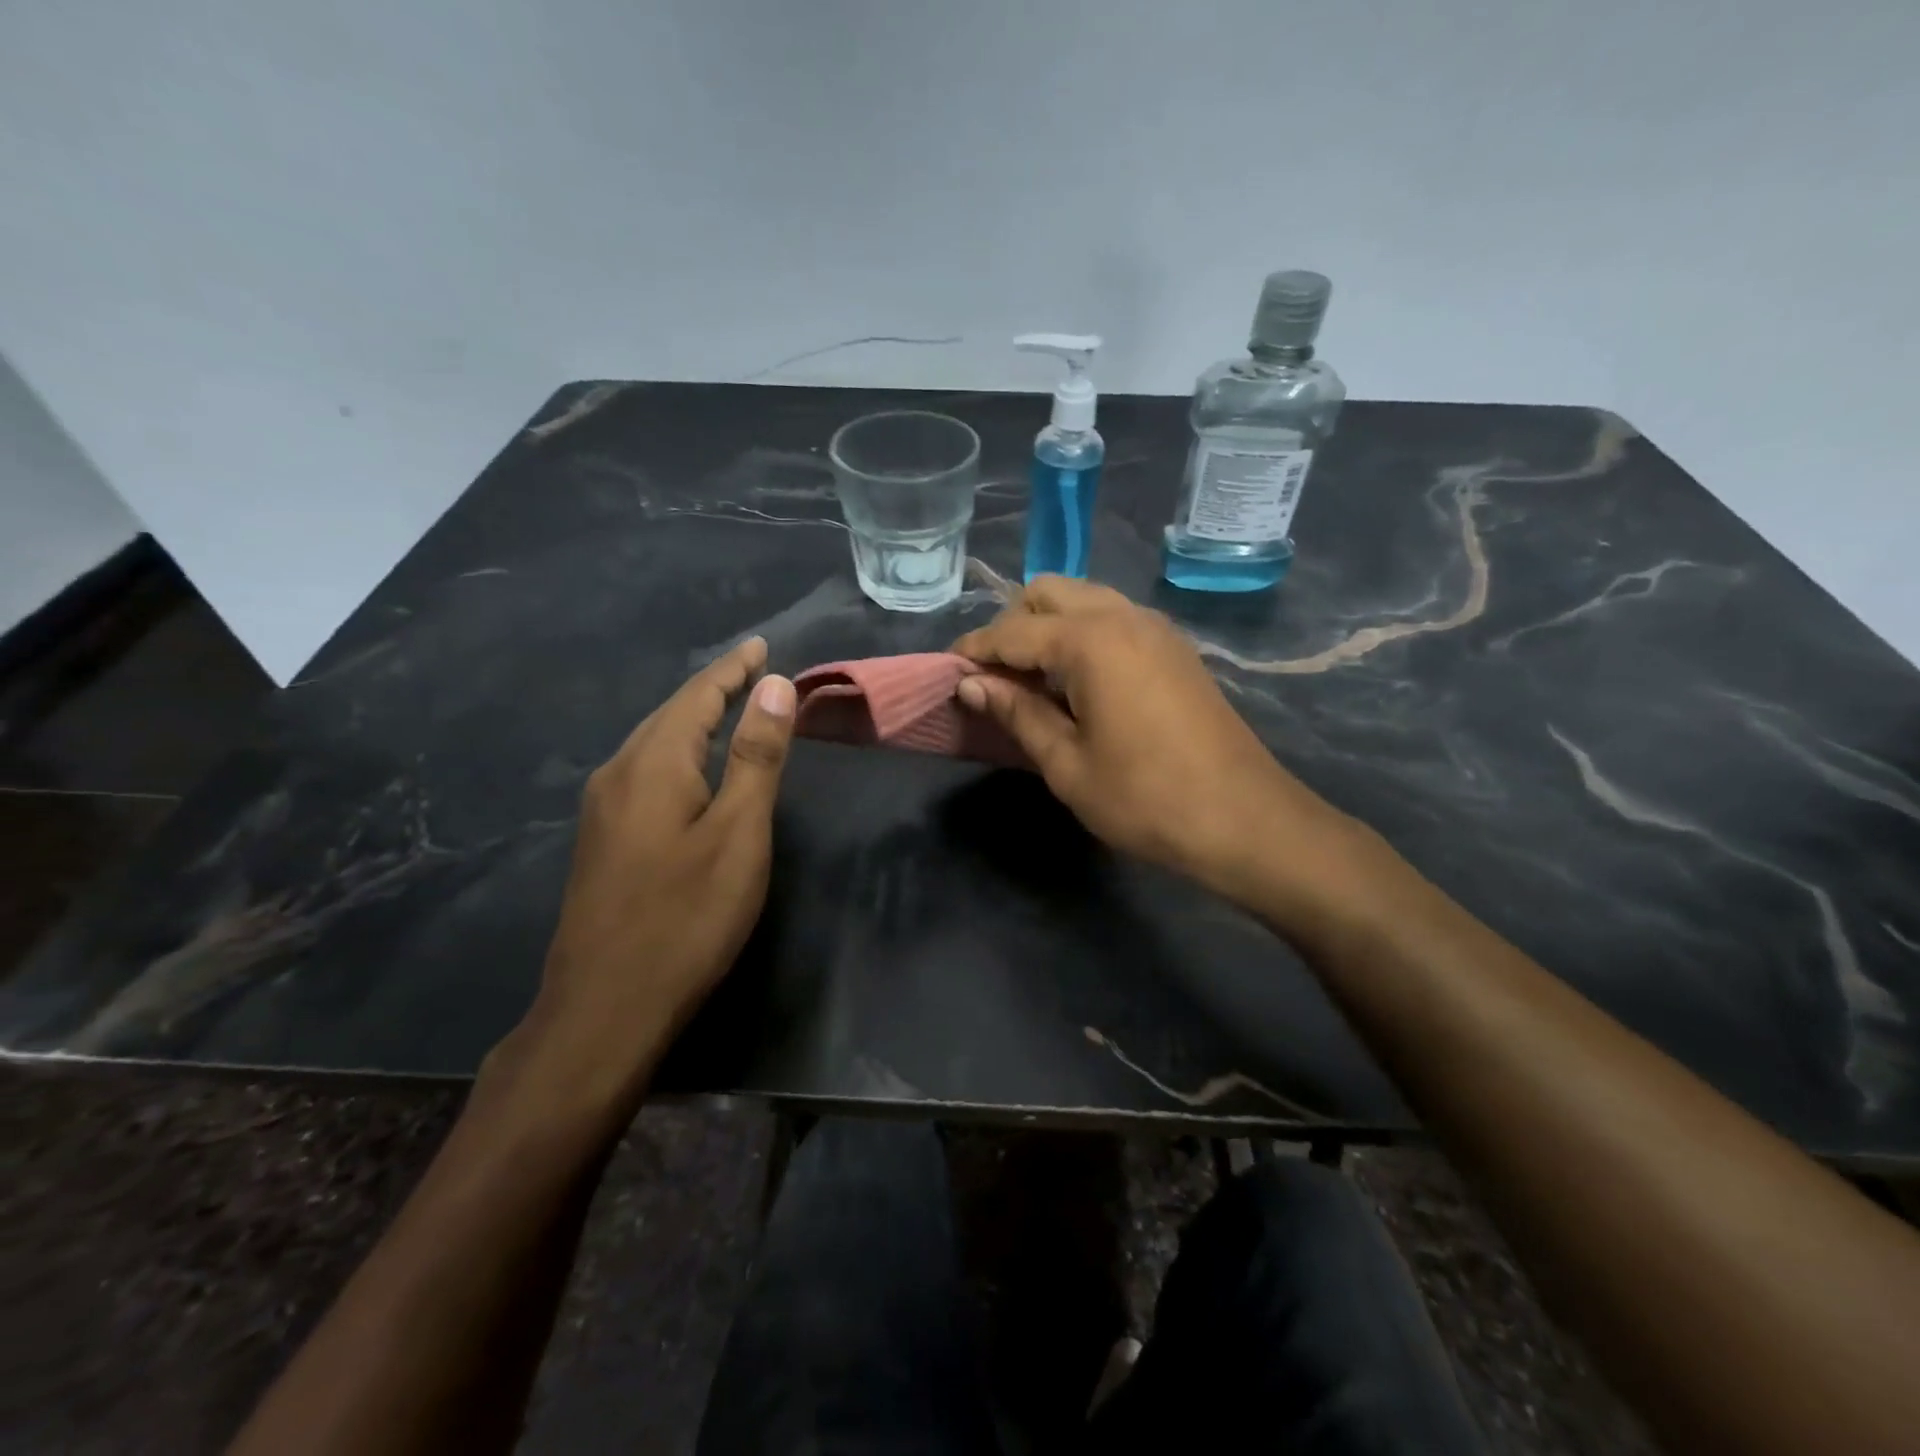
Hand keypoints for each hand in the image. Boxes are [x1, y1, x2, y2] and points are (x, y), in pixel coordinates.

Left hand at [493, 637, 795, 1116]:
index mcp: (653, 763)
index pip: (698, 696)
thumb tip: (772, 686)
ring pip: (653, 743)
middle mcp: (618, 773)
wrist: (605, 1008)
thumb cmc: (686, 917)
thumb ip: (756, 757)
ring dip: (693, 719)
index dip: (733, 669)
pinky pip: (644, 772)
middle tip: (753, 670)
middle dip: (713, 688)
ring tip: (728, 707)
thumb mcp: (739, 833)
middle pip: (670, 714)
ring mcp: (602, 809)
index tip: (763, 645)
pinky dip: (677, 752)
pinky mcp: (602, 841)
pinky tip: (690, 769)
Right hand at [952, 577, 1353, 902]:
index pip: (1012, 631)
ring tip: (1033, 681)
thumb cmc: (1145, 799)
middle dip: (1012, 625)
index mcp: (1090, 640)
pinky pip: (1115, 619)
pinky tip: (1078, 683)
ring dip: (1049, 627)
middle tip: (996, 678)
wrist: (1244, 819)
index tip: (947, 672)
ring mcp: (1156, 628)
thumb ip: (1017, 713)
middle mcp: (1123, 616)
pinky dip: (1084, 635)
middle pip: (1049, 593)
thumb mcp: (1067, 763)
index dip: (974, 650)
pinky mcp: (1175, 648)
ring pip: (1085, 599)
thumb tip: (972, 684)